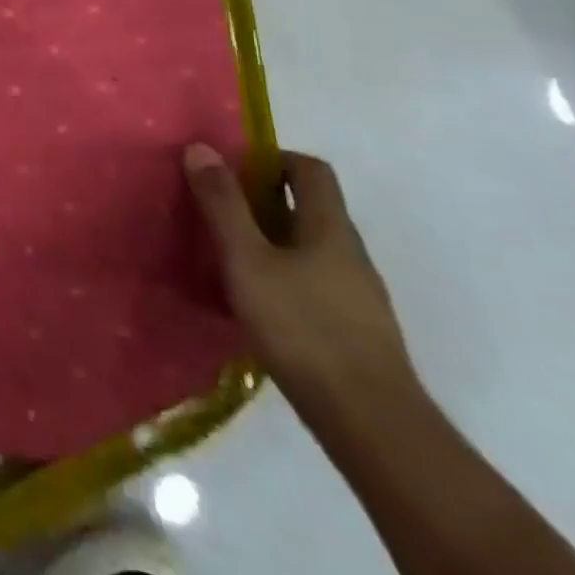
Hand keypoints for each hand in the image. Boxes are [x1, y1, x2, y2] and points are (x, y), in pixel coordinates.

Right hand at [183, 143, 416, 424]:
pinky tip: (254, 305)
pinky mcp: (356, 332)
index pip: (310, 169)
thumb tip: (201, 148)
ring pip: (310, 248)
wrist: (373, 426)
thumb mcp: (247, 260)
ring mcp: (359, 296)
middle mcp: (351, 254)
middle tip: (218, 212)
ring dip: (270, 242)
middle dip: (262, 202)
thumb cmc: (304, 329)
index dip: (272, 159)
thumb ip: (223, 205)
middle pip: (309, 208)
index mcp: (330, 227)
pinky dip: (282, 278)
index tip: (232, 170)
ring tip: (227, 259)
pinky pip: (314, 284)